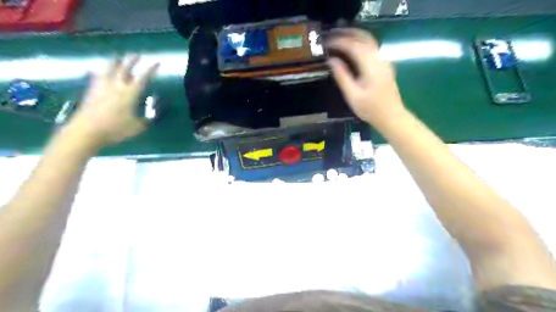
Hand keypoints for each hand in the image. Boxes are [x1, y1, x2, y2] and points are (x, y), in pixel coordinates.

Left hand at [67, 54, 158, 147]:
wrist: (86, 131)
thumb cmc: (115, 129)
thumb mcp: (137, 127)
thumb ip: (146, 120)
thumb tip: (151, 116)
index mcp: (129, 93)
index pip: (143, 78)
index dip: (151, 69)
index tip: (157, 62)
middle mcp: (116, 86)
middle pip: (124, 68)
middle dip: (132, 60)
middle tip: (138, 54)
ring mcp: (102, 87)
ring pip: (108, 69)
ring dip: (115, 61)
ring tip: (118, 57)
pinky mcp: (91, 91)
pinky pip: (97, 76)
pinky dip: (101, 72)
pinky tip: (100, 72)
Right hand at [327, 28, 406, 126]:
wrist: (391, 116)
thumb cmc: (370, 109)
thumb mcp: (352, 95)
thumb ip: (342, 76)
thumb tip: (331, 60)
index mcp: (370, 66)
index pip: (353, 46)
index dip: (339, 42)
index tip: (327, 43)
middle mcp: (379, 59)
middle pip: (364, 38)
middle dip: (347, 35)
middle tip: (332, 36)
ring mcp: (384, 61)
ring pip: (369, 41)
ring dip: (355, 37)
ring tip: (340, 39)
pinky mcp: (385, 65)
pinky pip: (372, 48)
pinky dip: (361, 43)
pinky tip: (353, 49)